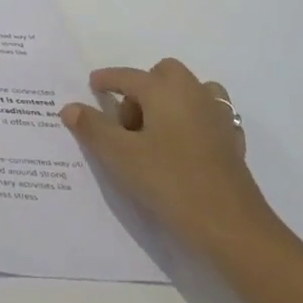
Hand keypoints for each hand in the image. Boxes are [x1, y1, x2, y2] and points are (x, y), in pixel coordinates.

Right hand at [62, 58, 280, 256]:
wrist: (232, 228)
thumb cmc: (170, 182)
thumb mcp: (120, 155)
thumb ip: (92, 127)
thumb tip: (70, 107)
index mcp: (165, 90)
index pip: (128, 76)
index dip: (106, 80)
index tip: (92, 85)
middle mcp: (194, 94)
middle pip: (164, 74)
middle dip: (142, 87)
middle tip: (127, 121)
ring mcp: (218, 117)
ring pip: (190, 92)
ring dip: (170, 101)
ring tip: (154, 132)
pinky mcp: (232, 143)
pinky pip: (207, 117)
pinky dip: (192, 121)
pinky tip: (182, 148)